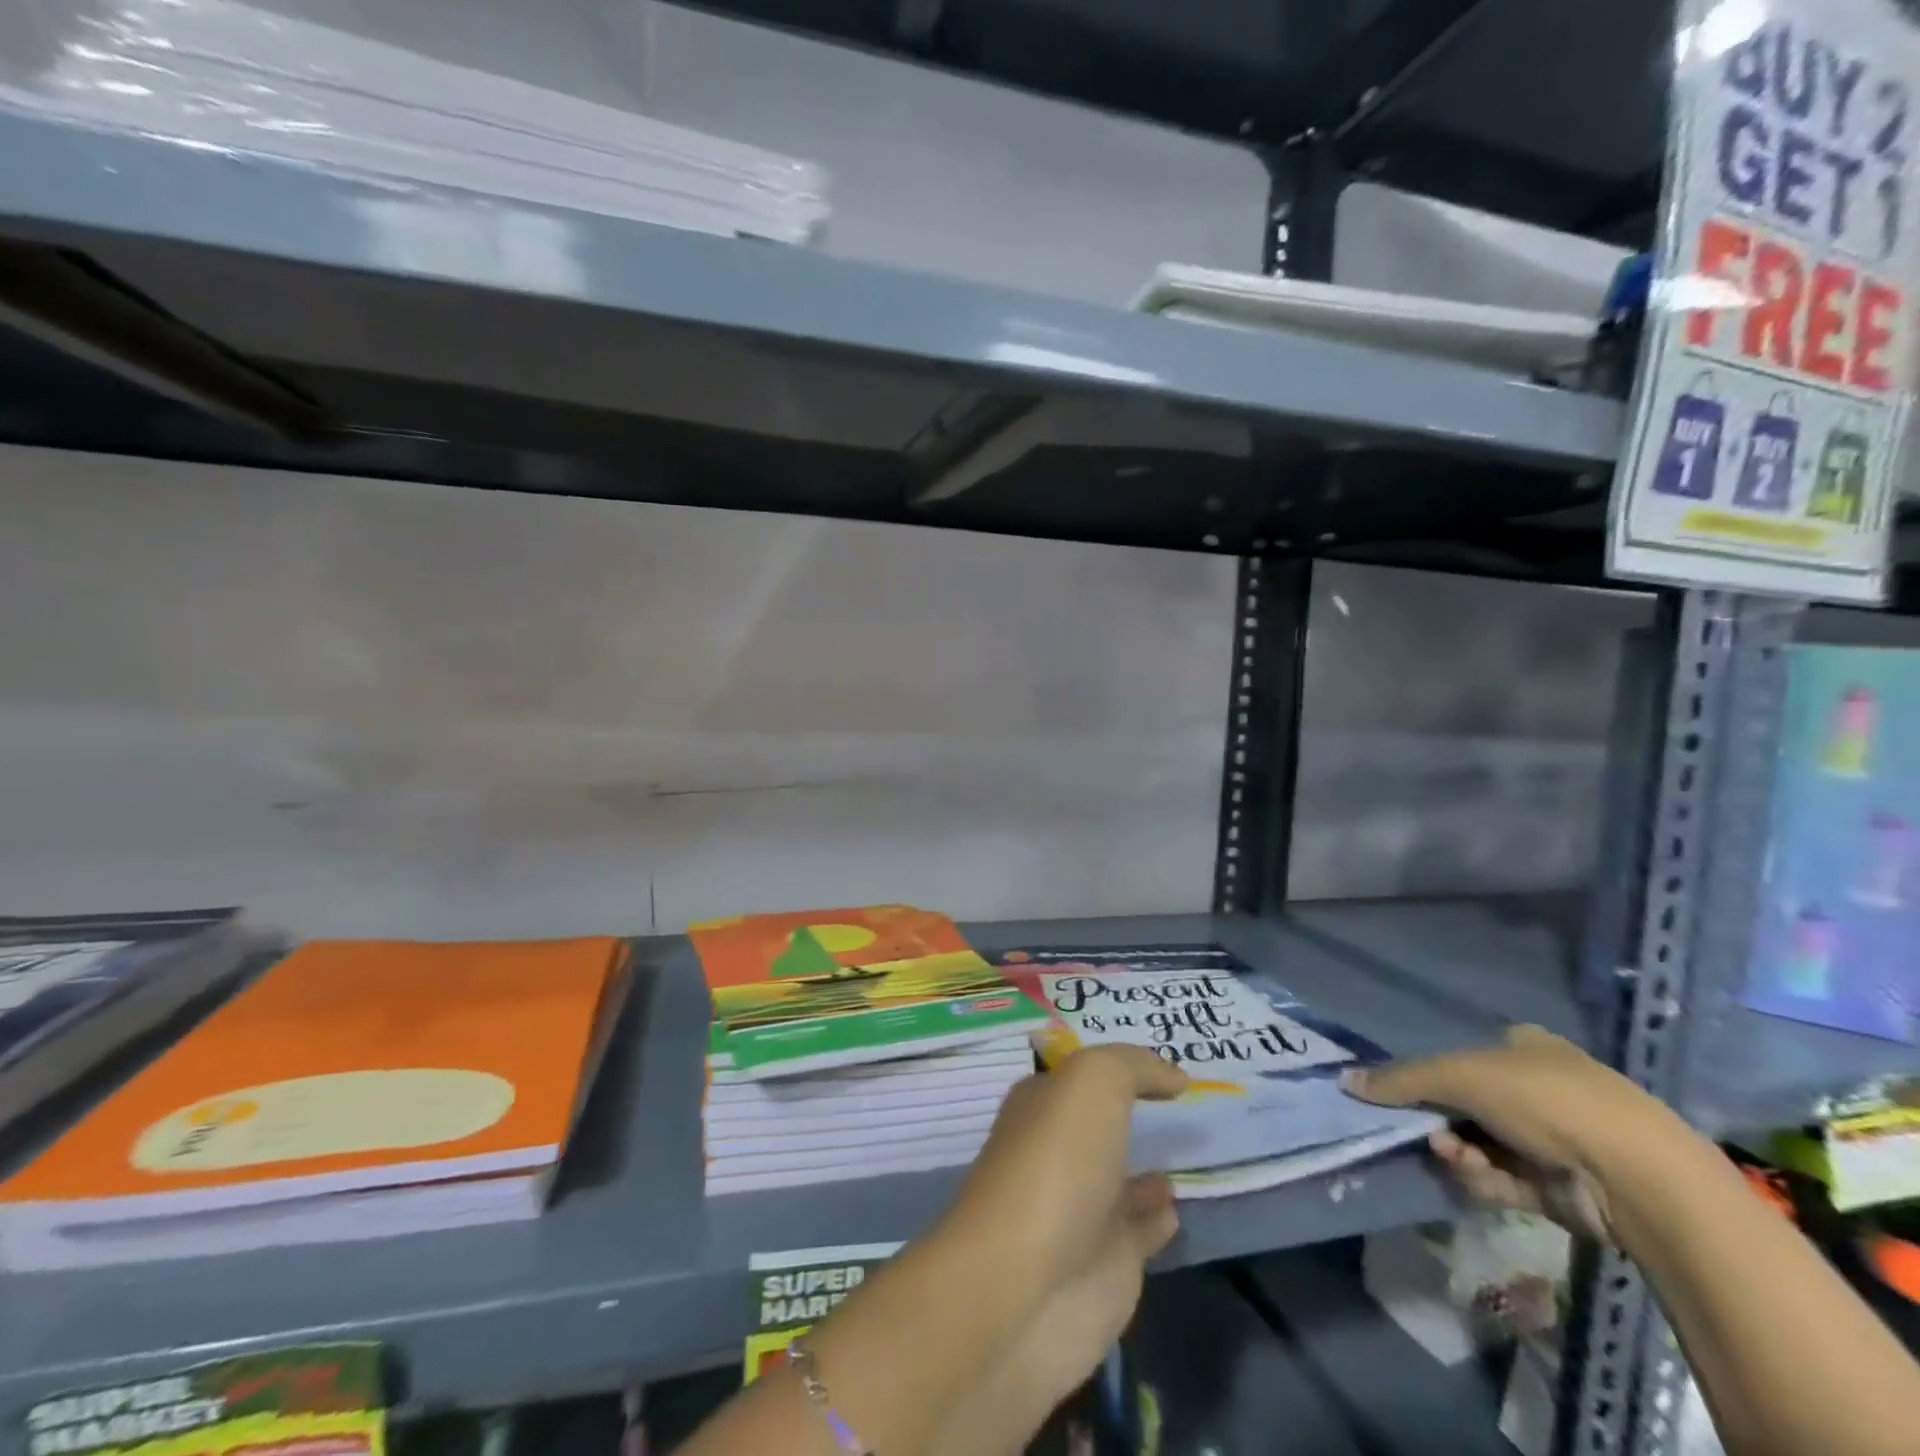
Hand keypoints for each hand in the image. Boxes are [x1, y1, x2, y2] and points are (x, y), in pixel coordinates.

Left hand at [931, 1046, 1186, 1452]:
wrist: (1025, 1288)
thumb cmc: (1054, 1165)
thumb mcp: (1092, 1083)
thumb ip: (1133, 1067)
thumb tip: (1174, 1076)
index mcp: (1041, 1105)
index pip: (1078, 1076)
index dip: (1115, 1066)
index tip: (1158, 1061)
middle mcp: (1057, 1153)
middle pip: (1098, 1126)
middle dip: (1129, 1113)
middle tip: (1183, 1102)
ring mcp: (1081, 1211)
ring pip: (1121, 1179)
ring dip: (1149, 1169)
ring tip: (1192, 1150)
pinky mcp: (1106, 1267)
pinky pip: (1142, 1232)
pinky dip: (1159, 1218)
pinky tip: (1179, 1206)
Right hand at [1343, 1024, 1675, 1242]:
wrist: (1635, 1177)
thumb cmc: (1544, 1101)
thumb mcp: (1459, 1076)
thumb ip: (1400, 1080)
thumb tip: (1345, 1080)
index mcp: (1523, 1047)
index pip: (1461, 1056)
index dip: (1430, 1076)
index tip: (1405, 1097)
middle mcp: (1538, 1086)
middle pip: (1466, 1102)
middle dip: (1440, 1119)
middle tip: (1426, 1132)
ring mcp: (1553, 1137)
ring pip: (1480, 1141)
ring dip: (1458, 1148)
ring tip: (1451, 1155)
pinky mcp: (1560, 1183)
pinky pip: (1502, 1176)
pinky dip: (1482, 1176)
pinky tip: (1474, 1176)